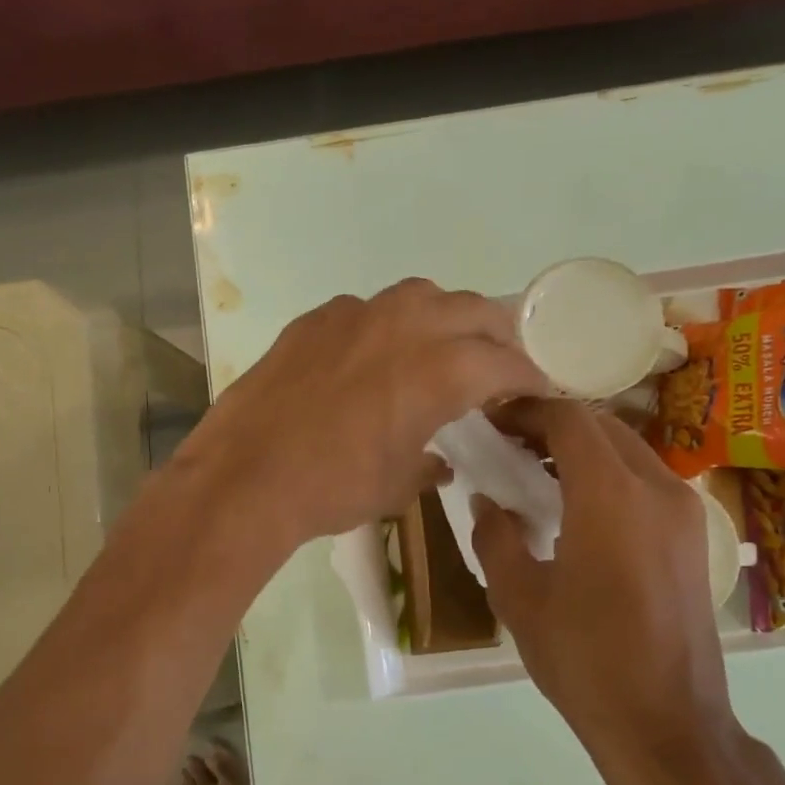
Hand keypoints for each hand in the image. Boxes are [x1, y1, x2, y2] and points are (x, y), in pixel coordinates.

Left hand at [171, 279, 546, 548]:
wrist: (247, 476)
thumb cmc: (333, 488)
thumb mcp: (396, 486)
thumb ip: (428, 465)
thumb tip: (440, 463)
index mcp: (442, 370)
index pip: (505, 362)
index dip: (528, 374)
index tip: (537, 386)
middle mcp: (407, 326)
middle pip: (473, 311)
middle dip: (496, 334)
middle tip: (497, 360)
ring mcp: (357, 315)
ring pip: (420, 296)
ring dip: (442, 316)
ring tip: (439, 344)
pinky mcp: (315, 319)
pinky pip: (365, 308)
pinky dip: (384, 325)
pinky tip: (370, 354)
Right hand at [471, 399, 746, 784]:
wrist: (667, 725)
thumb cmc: (584, 660)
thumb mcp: (519, 599)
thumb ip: (495, 537)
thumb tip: (487, 501)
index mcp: (611, 496)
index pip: (569, 420)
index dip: (526, 410)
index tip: (490, 420)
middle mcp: (657, 489)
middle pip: (602, 426)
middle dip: (551, 425)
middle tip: (506, 444)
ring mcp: (684, 512)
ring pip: (627, 450)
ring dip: (581, 448)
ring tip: (534, 472)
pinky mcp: (693, 536)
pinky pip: (645, 480)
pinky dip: (606, 473)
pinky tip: (575, 507)